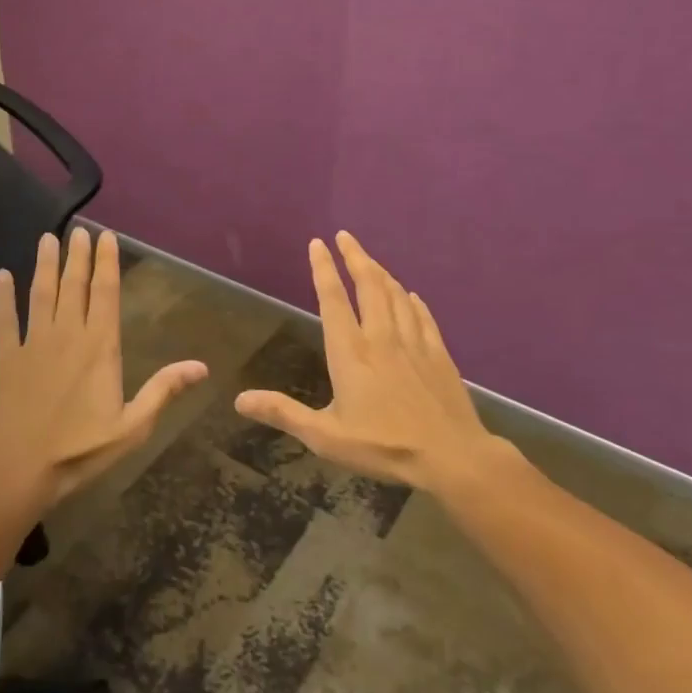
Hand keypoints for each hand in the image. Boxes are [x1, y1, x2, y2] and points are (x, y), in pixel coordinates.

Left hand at [0, 227, 208, 514]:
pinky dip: (2, 297)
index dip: (107, 262)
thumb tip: (201, 366)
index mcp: (99, 347)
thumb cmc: (79, 451)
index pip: (106, 293)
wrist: (16, 470)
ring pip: (40, 293)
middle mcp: (66, 334)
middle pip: (74, 285)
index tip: (106, 236)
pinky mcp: (5, 357)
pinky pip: (4, 319)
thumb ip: (163, 391)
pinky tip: (1, 276)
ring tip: (48, 238)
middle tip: (78, 229)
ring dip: (45, 264)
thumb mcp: (132, 427)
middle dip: (78, 255)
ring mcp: (32, 343)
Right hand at [235, 231, 517, 494]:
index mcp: (351, 352)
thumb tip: (240, 400)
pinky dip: (413, 300)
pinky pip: (423, 316)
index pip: (333, 299)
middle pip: (368, 285)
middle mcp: (381, 337)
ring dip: (381, 273)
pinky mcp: (438, 354)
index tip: (318, 243)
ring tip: (370, 260)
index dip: (323, 269)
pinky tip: (411, 295)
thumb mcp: (325, 436)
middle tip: (345, 236)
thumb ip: (284, 413)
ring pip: (396, 296)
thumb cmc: (384, 446)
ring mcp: (413, 343)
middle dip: (355, 257)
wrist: (452, 456)